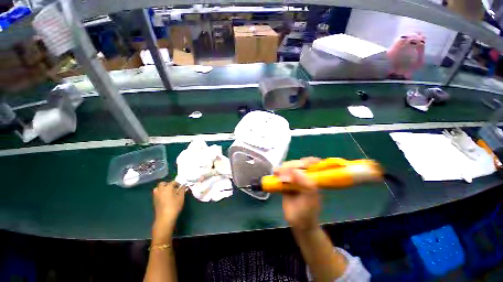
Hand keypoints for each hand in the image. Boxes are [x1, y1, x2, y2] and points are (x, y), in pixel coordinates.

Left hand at [152, 181, 185, 241]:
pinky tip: (163, 197)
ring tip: (166, 192)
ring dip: (162, 188)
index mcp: (168, 187)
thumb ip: (182, 191)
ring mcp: (156, 194)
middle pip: (163, 183)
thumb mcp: (181, 199)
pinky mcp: (154, 199)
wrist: (165, 217)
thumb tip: (183, 185)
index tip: (180, 187)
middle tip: (172, 188)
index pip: (173, 182)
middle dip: (168, 184)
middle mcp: (160, 188)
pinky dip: (160, 193)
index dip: (177, 184)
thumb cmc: (174, 207)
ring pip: (158, 187)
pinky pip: (156, 193)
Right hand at [274, 157, 321, 231]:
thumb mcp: (310, 195)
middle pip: (299, 166)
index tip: (301, 162)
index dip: (307, 161)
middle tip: (285, 169)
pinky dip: (277, 176)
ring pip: (289, 171)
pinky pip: (281, 179)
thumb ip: (304, 182)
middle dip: (292, 165)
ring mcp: (295, 183)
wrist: (300, 223)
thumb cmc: (309, 209)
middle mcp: (305, 179)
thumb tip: (293, 169)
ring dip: (283, 169)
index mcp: (315, 179)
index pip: (313, 164)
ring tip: (277, 171)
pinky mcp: (286, 188)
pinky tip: (274, 174)